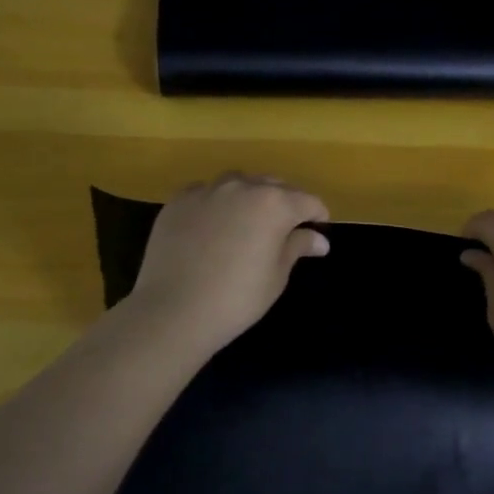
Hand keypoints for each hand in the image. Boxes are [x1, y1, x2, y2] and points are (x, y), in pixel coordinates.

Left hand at [126, 173, 330, 356]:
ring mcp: (206, 191)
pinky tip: (213, 224)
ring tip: (249, 219)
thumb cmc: (237, 299)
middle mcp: (242, 187)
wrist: (174, 311)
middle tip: (287, 226)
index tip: (319, 228)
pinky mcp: (178, 202)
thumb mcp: (276, 276)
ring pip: (237, 183)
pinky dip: (216, 203)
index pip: (307, 201)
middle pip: (273, 185)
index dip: (317, 214)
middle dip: (285, 202)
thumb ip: (297, 247)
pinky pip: (205, 193)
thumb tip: (319, 239)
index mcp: (274, 204)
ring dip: (250, 195)